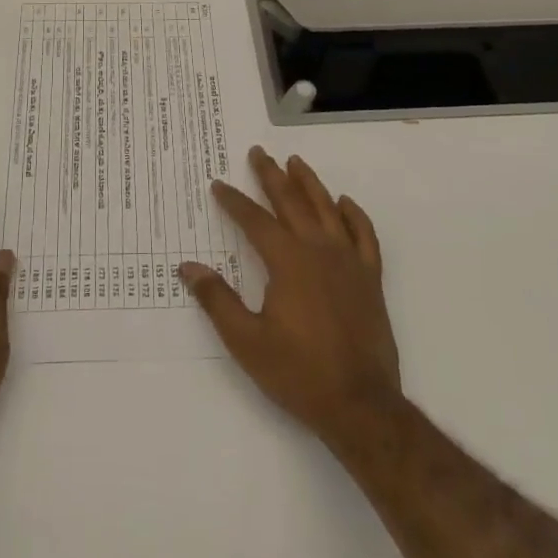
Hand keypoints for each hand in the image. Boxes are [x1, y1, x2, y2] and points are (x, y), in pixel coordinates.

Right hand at [180, 147, 401, 452]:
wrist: (360, 404)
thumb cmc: (298, 373)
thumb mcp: (246, 341)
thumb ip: (217, 300)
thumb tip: (187, 267)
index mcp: (287, 261)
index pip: (254, 220)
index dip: (234, 201)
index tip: (218, 184)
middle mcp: (318, 250)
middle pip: (292, 202)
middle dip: (271, 176)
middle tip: (258, 152)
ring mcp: (349, 262)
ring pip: (327, 209)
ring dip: (309, 183)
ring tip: (295, 162)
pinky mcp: (370, 278)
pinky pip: (364, 234)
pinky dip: (354, 214)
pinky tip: (344, 203)